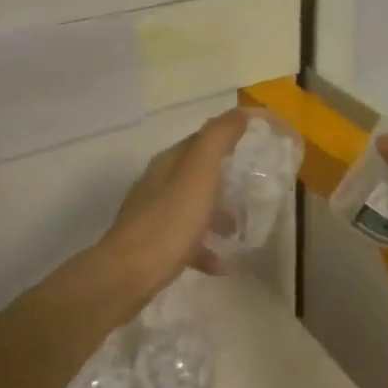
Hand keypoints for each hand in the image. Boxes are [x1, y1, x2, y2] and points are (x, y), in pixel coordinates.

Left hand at [98, 109, 247, 306]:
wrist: (127, 275)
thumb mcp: (199, 173)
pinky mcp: (153, 246)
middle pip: (198, 173)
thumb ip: (219, 139)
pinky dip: (205, 248)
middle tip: (254, 187)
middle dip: (226, 177)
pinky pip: (186, 241)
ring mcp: (153, 216)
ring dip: (218, 215)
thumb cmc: (169, 222)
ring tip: (239, 231)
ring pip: (192, 207)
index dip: (231, 135)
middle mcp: (159, 184)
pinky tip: (222, 265)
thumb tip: (241, 112)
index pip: (204, 138)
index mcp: (170, 163)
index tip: (260, 141)